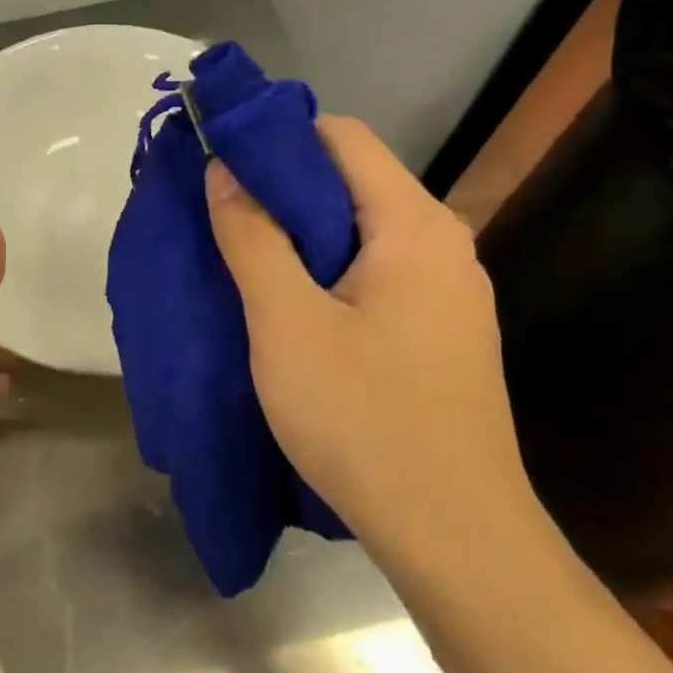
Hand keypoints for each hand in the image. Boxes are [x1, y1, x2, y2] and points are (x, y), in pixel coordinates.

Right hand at [205, 116, 537, 567]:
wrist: (454, 536)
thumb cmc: (364, 418)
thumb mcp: (286, 322)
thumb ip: (252, 236)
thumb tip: (225, 169)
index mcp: (414, 225)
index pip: (343, 137)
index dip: (277, 136)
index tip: (220, 158)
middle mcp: (442, 245)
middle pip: (353, 183)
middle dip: (281, 189)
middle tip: (218, 211)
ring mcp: (447, 293)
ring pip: (360, 234)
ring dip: (299, 235)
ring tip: (241, 256)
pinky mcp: (440, 334)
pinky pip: (374, 276)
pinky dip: (325, 273)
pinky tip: (287, 307)